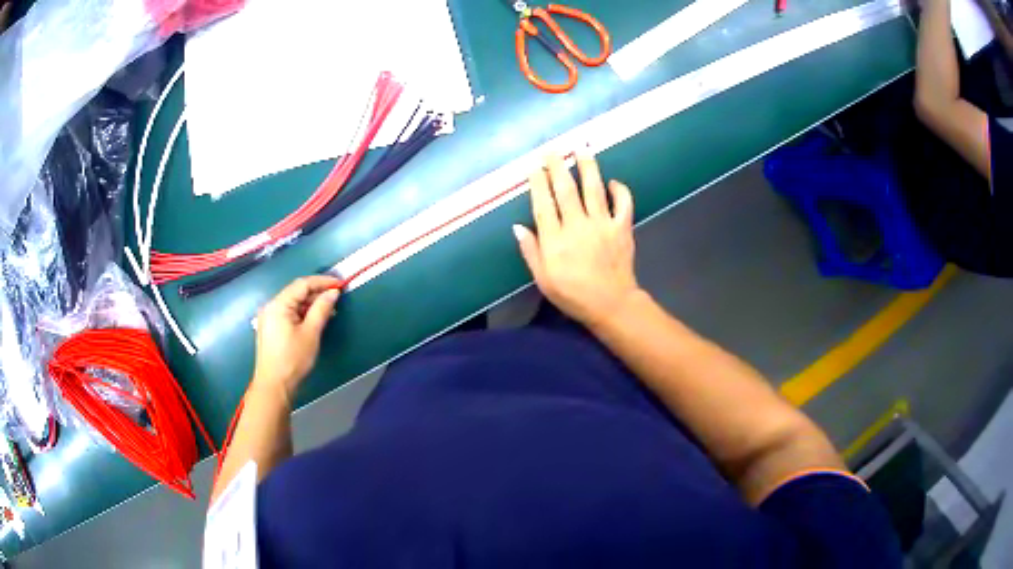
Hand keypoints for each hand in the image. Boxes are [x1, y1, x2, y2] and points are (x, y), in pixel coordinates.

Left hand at [253, 275, 341, 402]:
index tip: (340, 284)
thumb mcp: (311, 333)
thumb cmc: (293, 359)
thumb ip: (321, 309)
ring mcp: (268, 317)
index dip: (322, 282)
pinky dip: (302, 314)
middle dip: (317, 293)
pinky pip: (288, 313)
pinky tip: (314, 321)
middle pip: (296, 292)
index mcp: (278, 304)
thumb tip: (333, 293)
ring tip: (329, 311)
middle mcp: (271, 306)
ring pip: (293, 303)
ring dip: (310, 305)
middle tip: (337, 299)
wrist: (274, 386)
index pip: (302, 284)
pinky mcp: (270, 328)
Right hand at [514, 150, 641, 329]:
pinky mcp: (622, 227)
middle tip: (553, 150)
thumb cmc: (573, 295)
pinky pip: (623, 203)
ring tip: (583, 148)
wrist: (612, 304)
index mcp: (555, 240)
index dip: (538, 183)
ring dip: (587, 166)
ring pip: (593, 189)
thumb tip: (518, 227)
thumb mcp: (543, 280)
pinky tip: (613, 182)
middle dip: (558, 167)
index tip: (534, 167)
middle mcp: (577, 226)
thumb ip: (531, 252)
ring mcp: (602, 225)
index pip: (544, 204)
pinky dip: (619, 190)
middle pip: (565, 190)